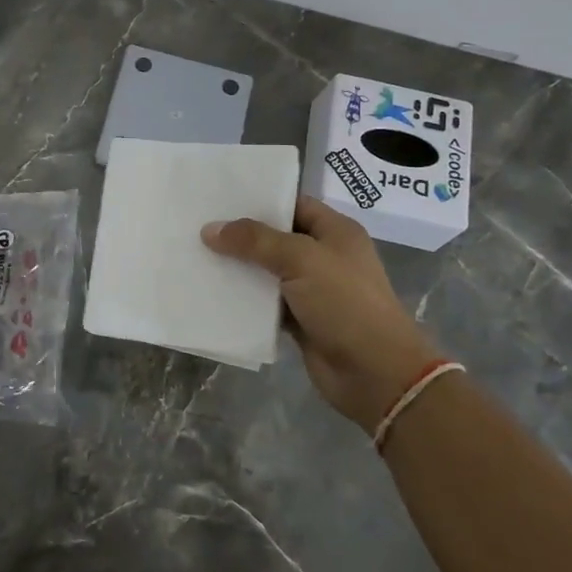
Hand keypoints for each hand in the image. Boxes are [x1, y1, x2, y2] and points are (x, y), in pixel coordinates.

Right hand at [202, 195, 445, 434]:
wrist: (375, 373)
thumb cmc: (345, 304)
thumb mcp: (302, 259)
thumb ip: (255, 241)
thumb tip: (210, 230)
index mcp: (336, 232)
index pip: (293, 204)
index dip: (260, 200)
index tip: (220, 198)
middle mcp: (324, 257)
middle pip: (276, 238)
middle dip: (241, 235)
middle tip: (198, 225)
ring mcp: (312, 291)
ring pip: (267, 272)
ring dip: (238, 268)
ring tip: (196, 255)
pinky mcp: (300, 321)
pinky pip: (265, 303)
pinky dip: (244, 300)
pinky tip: (212, 292)